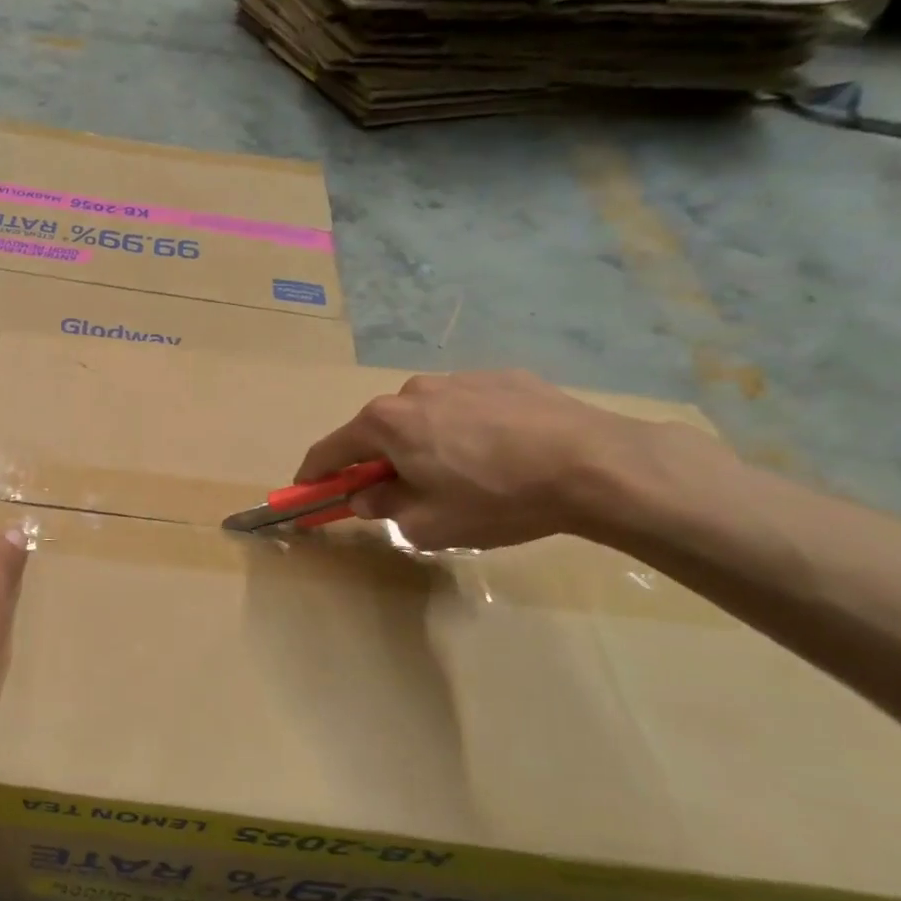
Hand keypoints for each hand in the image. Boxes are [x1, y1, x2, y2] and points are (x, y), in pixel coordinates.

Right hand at [296, 370, 682, 550]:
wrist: (595, 465)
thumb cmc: (496, 499)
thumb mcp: (427, 523)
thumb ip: (383, 507)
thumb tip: (366, 495)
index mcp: (386, 423)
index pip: (330, 450)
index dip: (314, 475)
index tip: (305, 492)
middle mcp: (413, 391)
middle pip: (378, 431)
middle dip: (377, 462)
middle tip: (397, 494)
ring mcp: (459, 379)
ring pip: (424, 417)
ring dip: (423, 444)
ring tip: (462, 476)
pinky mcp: (503, 378)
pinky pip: (466, 408)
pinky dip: (465, 430)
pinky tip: (500, 455)